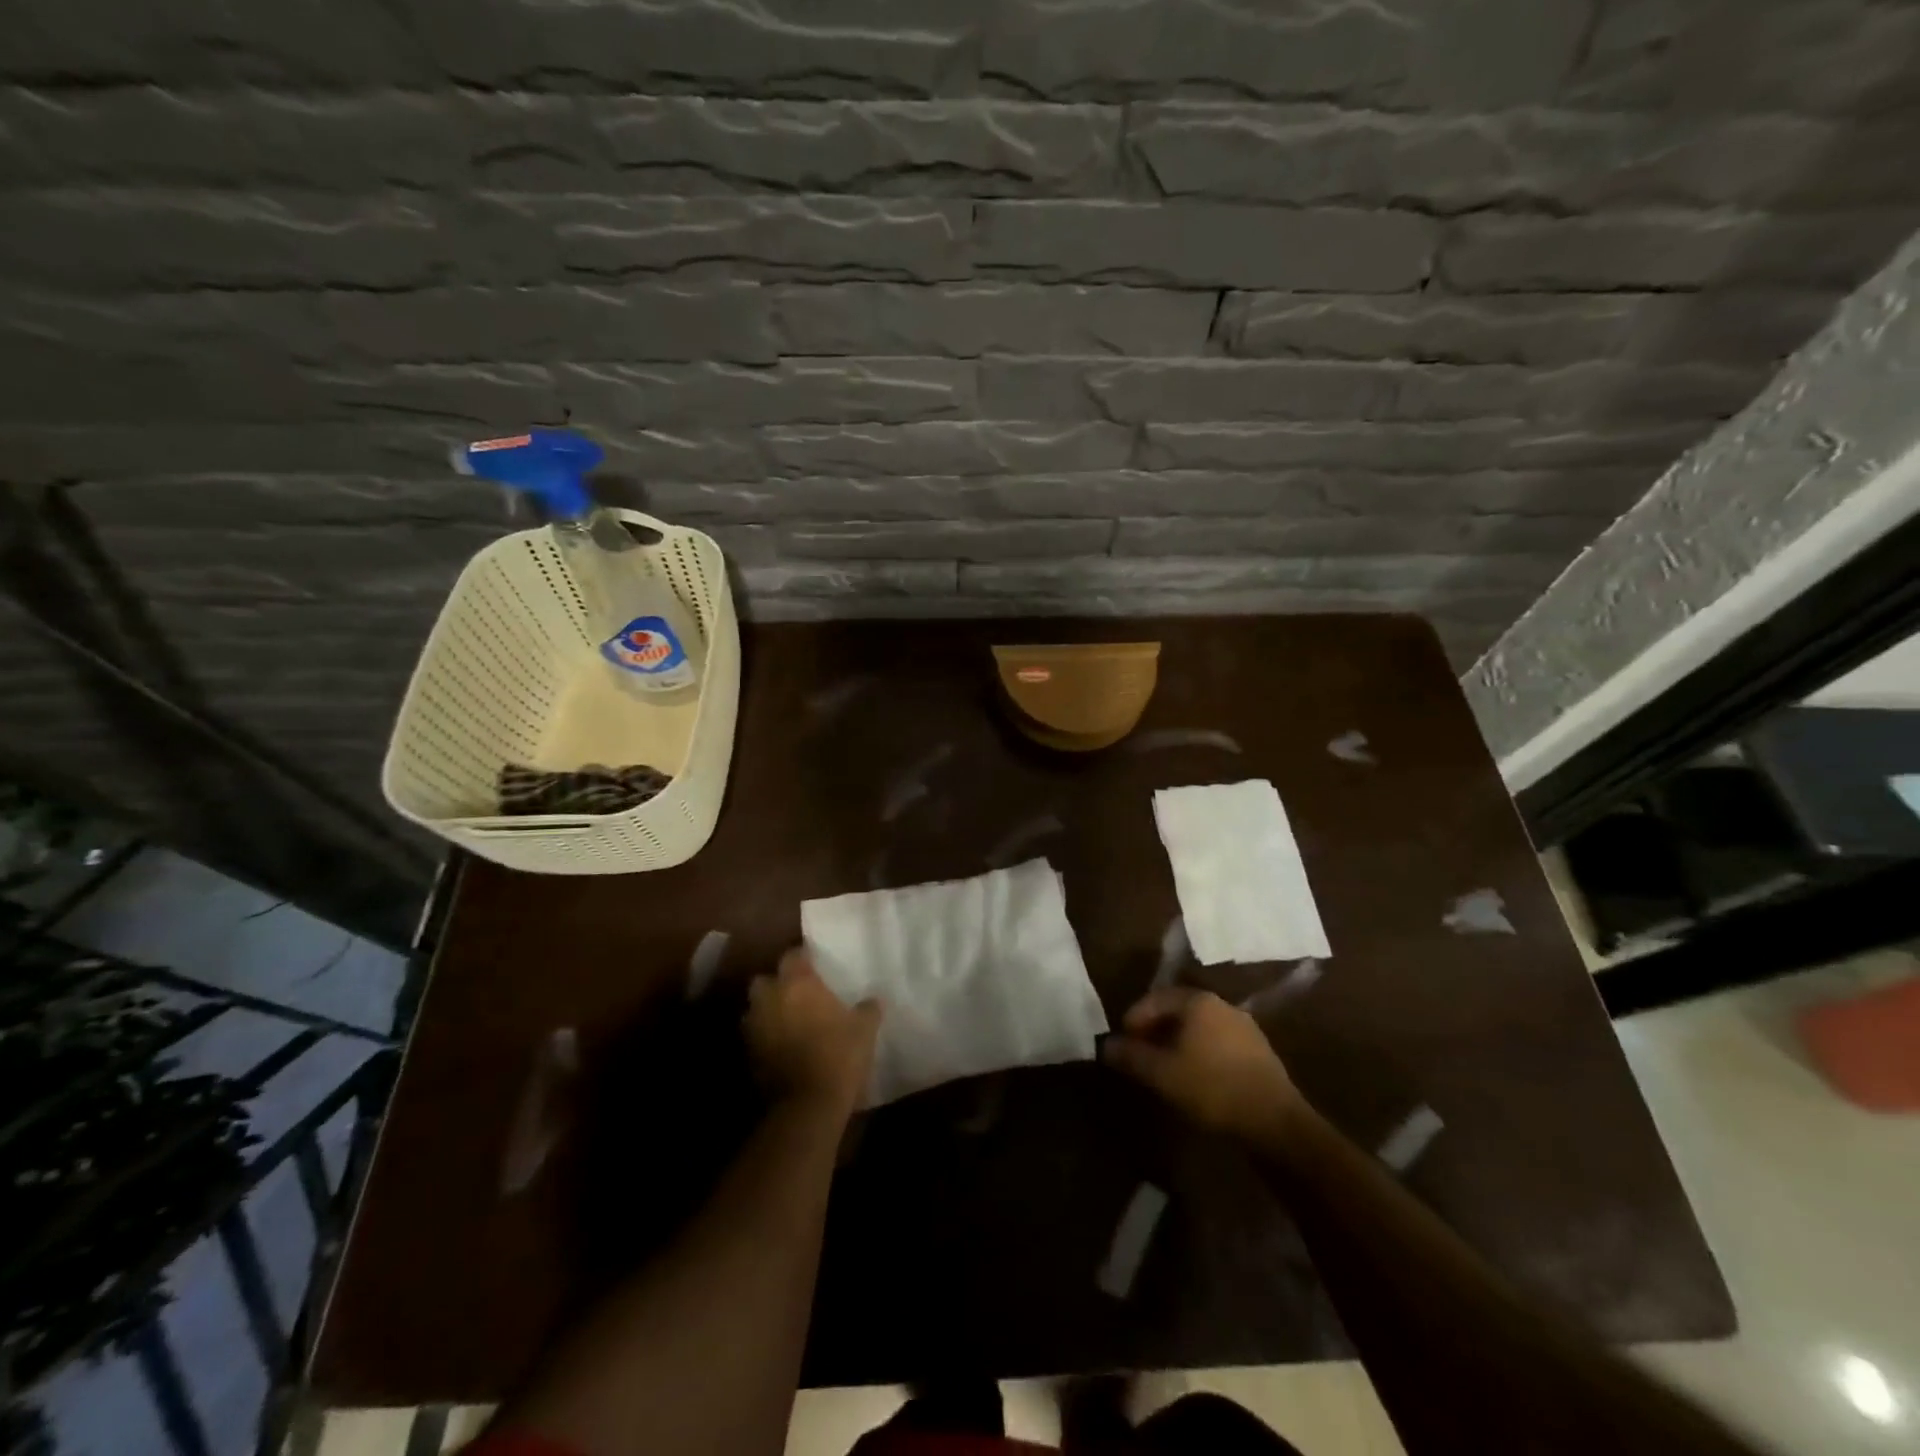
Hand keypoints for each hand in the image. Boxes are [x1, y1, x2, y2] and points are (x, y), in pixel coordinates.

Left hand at [744, 947, 880, 1118]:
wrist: (806, 1106)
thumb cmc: (838, 1056)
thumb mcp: (864, 1029)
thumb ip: (867, 1008)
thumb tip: (873, 999)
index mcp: (798, 983)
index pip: (793, 955)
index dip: (804, 957)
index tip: (816, 963)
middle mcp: (770, 998)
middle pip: (765, 979)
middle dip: (776, 984)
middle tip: (797, 993)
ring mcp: (754, 1027)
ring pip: (755, 1009)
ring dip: (767, 1011)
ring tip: (788, 1021)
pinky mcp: (747, 1055)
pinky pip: (755, 1037)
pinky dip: (765, 1038)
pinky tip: (782, 1047)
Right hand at [1102, 986, 1305, 1139]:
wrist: (1275, 1123)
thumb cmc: (1211, 1088)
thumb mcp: (1161, 1073)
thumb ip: (1130, 1056)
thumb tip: (1106, 1045)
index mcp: (1198, 1001)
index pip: (1156, 998)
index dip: (1134, 1018)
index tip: (1121, 1040)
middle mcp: (1222, 1005)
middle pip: (1178, 1011)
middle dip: (1155, 1030)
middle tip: (1139, 1053)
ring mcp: (1245, 1028)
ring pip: (1200, 1028)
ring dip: (1178, 1043)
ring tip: (1164, 1068)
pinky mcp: (1259, 1053)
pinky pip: (1218, 1044)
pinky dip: (1200, 1054)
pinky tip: (1195, 1078)